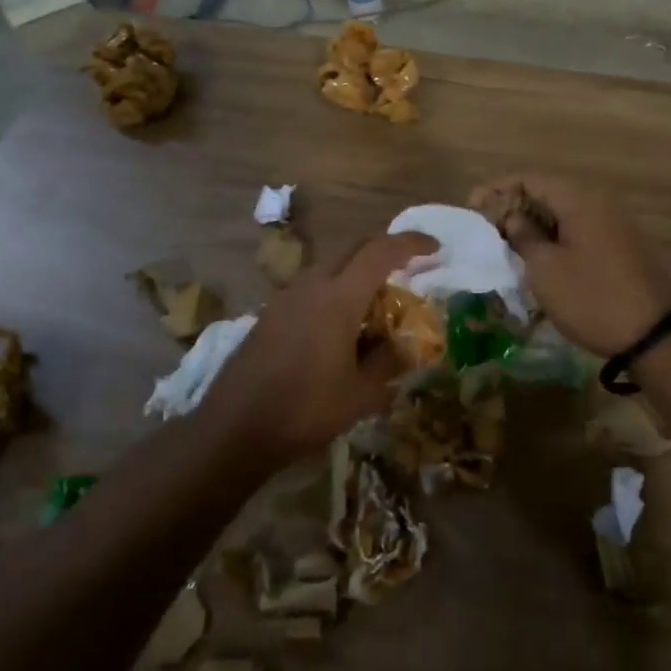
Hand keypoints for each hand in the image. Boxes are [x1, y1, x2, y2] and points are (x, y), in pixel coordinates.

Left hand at [197, 230, 437, 462]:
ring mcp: (286, 296)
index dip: (411, 244)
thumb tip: (404, 347)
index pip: (381, 251)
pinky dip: (334, 291)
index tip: (435, 249)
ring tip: (375, 304)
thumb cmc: (306, 408)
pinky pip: (311, 287)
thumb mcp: (361, 394)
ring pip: (330, 266)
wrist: (235, 426)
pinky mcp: (270, 313)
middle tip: (408, 270)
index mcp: (339, 296)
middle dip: (384, 251)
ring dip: (357, 273)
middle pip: (353, 248)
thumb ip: (388, 362)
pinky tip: (340, 326)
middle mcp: (312, 285)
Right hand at [470, 174, 670, 356]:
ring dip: (534, 224)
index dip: (497, 189)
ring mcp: (614, 223)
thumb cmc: (591, 298)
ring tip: (507, 244)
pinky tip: (538, 257)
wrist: (654, 335)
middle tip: (487, 228)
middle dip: (514, 207)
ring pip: (563, 213)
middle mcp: (599, 202)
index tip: (472, 208)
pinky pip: (579, 229)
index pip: (530, 178)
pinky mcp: (620, 245)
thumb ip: (523, 236)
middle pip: (547, 192)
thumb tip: (512, 218)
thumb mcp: (545, 269)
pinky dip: (555, 237)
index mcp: (580, 199)